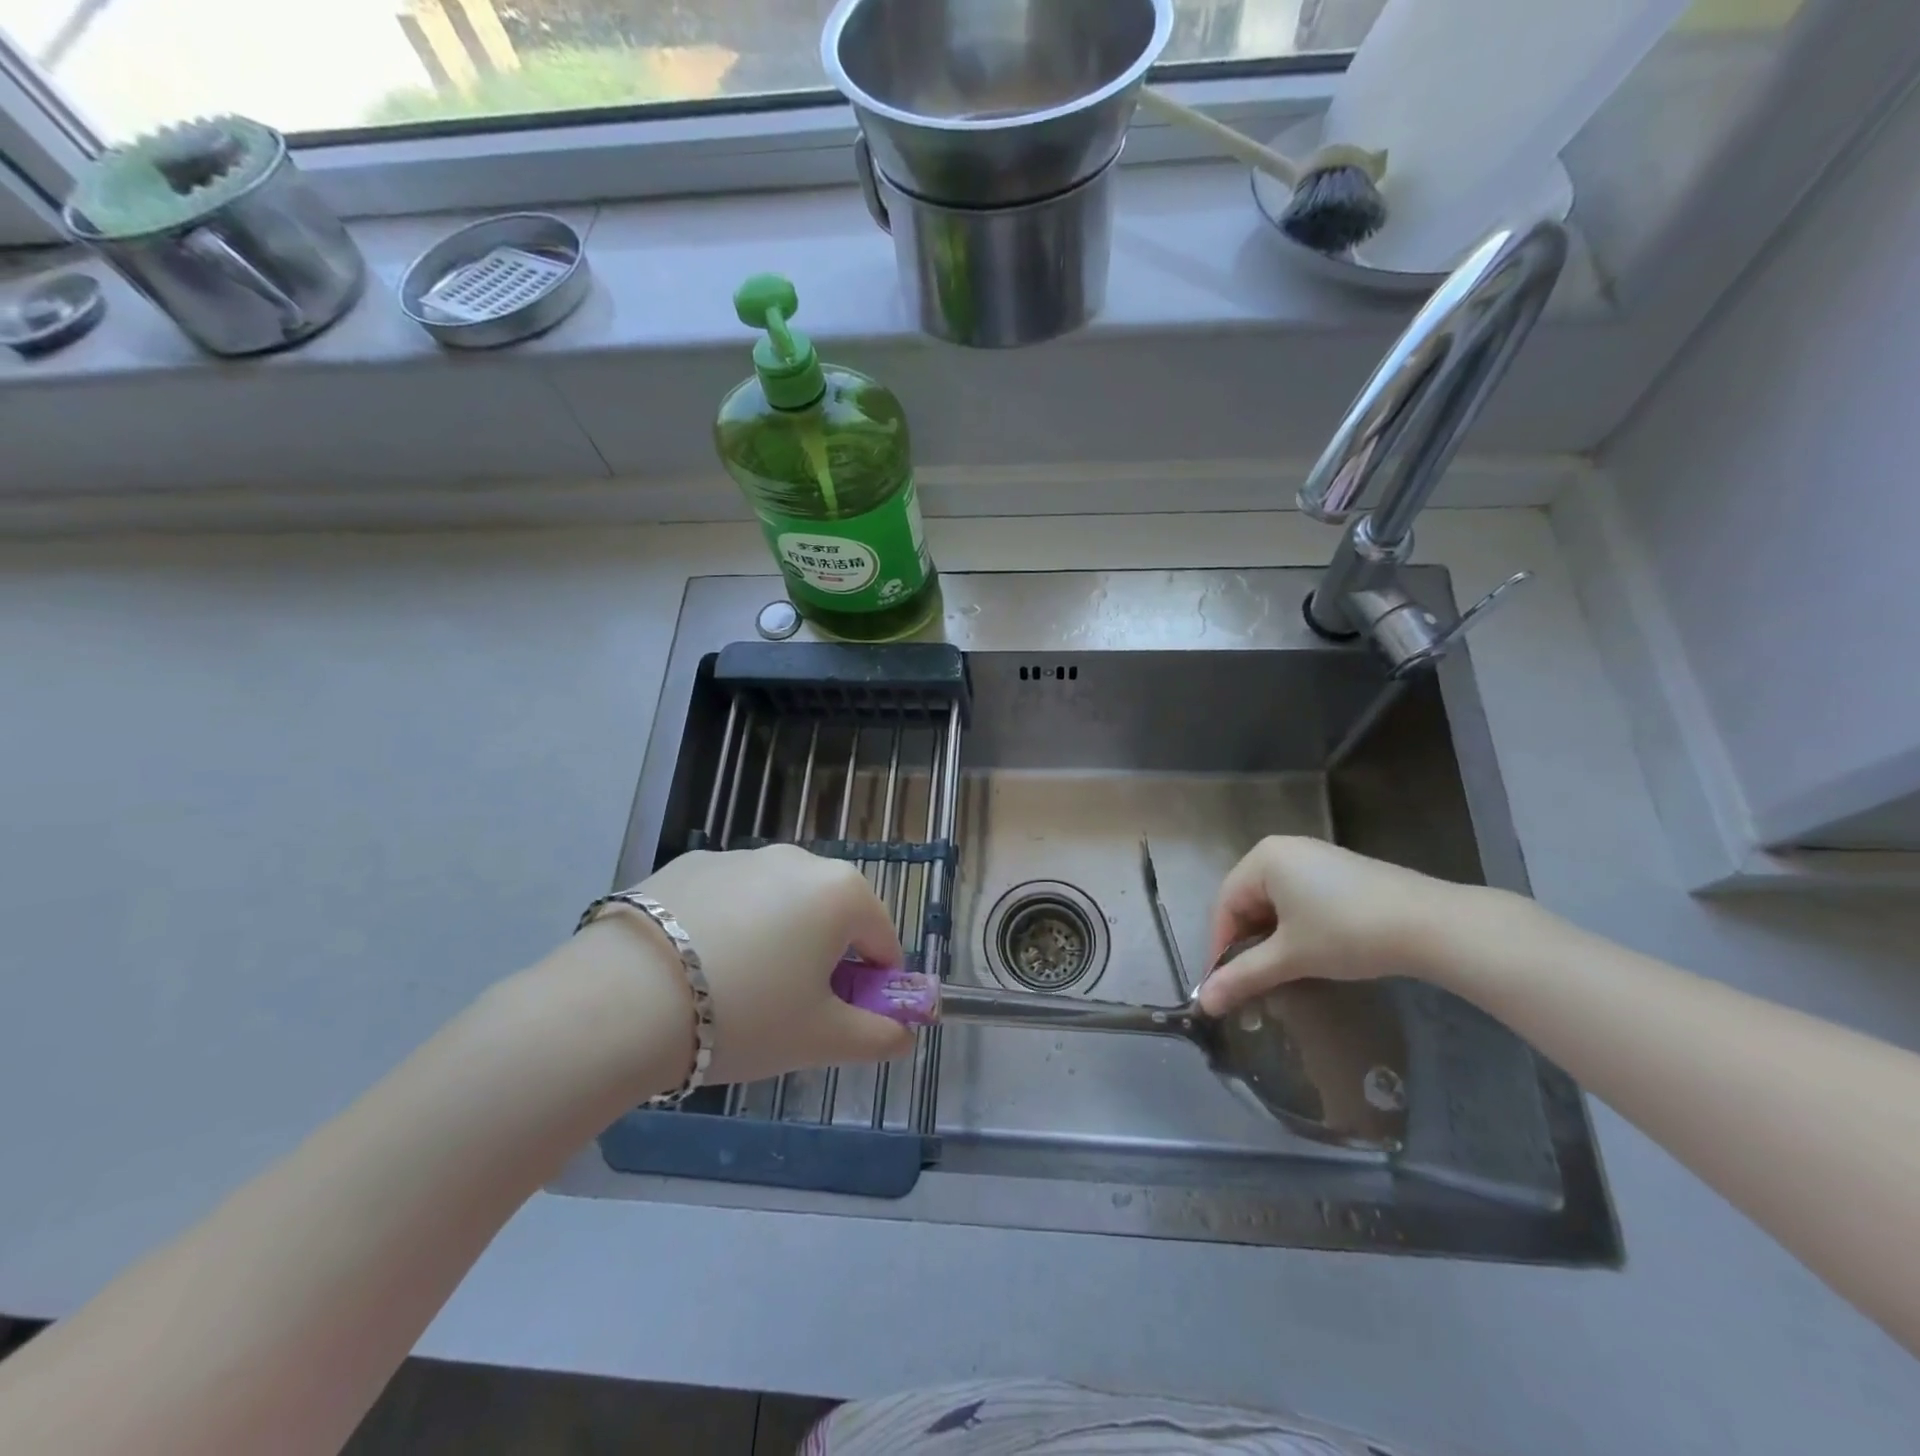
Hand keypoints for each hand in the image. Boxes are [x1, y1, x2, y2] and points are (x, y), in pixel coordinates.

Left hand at [633, 845, 916, 1083]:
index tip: (848, 1017)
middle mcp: (797, 859)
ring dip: (778, 937)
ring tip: (736, 989)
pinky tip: (694, 965)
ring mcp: (740, 856)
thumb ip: (877, 1037)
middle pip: (831, 914)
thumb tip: (905, 1036)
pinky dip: (729, 924)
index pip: (883, 940)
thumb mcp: (821, 1039)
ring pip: (779, 902)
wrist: (623, 1000)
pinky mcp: (689, 863)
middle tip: (792, 1007)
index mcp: (841, 893)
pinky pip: (730, 897)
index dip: (874, 984)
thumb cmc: (745, 1017)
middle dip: (825, 957)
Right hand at [1199, 837, 1480, 1015]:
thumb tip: (1203, 1002)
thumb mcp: (1290, 957)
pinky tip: (1312, 950)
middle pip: (1248, 900)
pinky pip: (1301, 896)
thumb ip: (1243, 976)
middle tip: (1253, 979)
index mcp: (1262, 858)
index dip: (1221, 947)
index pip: (1225, 905)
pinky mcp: (1342, 870)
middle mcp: (1283, 848)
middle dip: (1247, 942)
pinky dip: (1296, 925)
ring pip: (1276, 901)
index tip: (1225, 984)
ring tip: (1282, 969)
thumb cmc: (1347, 933)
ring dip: (1272, 936)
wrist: (1433, 925)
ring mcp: (1315, 856)